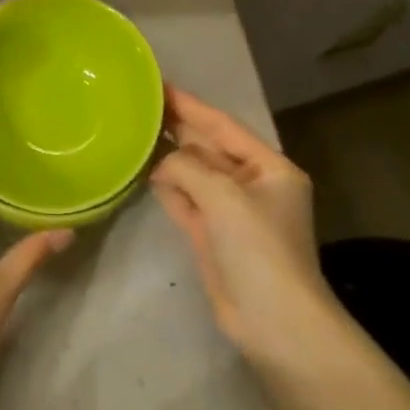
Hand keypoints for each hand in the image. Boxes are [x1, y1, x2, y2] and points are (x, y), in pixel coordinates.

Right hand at [151, 86, 341, 374]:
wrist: (275, 323)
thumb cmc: (259, 249)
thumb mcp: (224, 196)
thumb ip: (187, 168)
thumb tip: (160, 163)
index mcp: (269, 168)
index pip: (223, 126)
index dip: (191, 105)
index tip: (159, 86)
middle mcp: (252, 185)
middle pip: (208, 148)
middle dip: (177, 128)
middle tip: (138, 106)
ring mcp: (231, 212)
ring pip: (194, 174)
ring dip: (169, 158)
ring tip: (134, 133)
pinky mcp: (212, 236)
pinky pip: (186, 200)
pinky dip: (168, 187)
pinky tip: (145, 172)